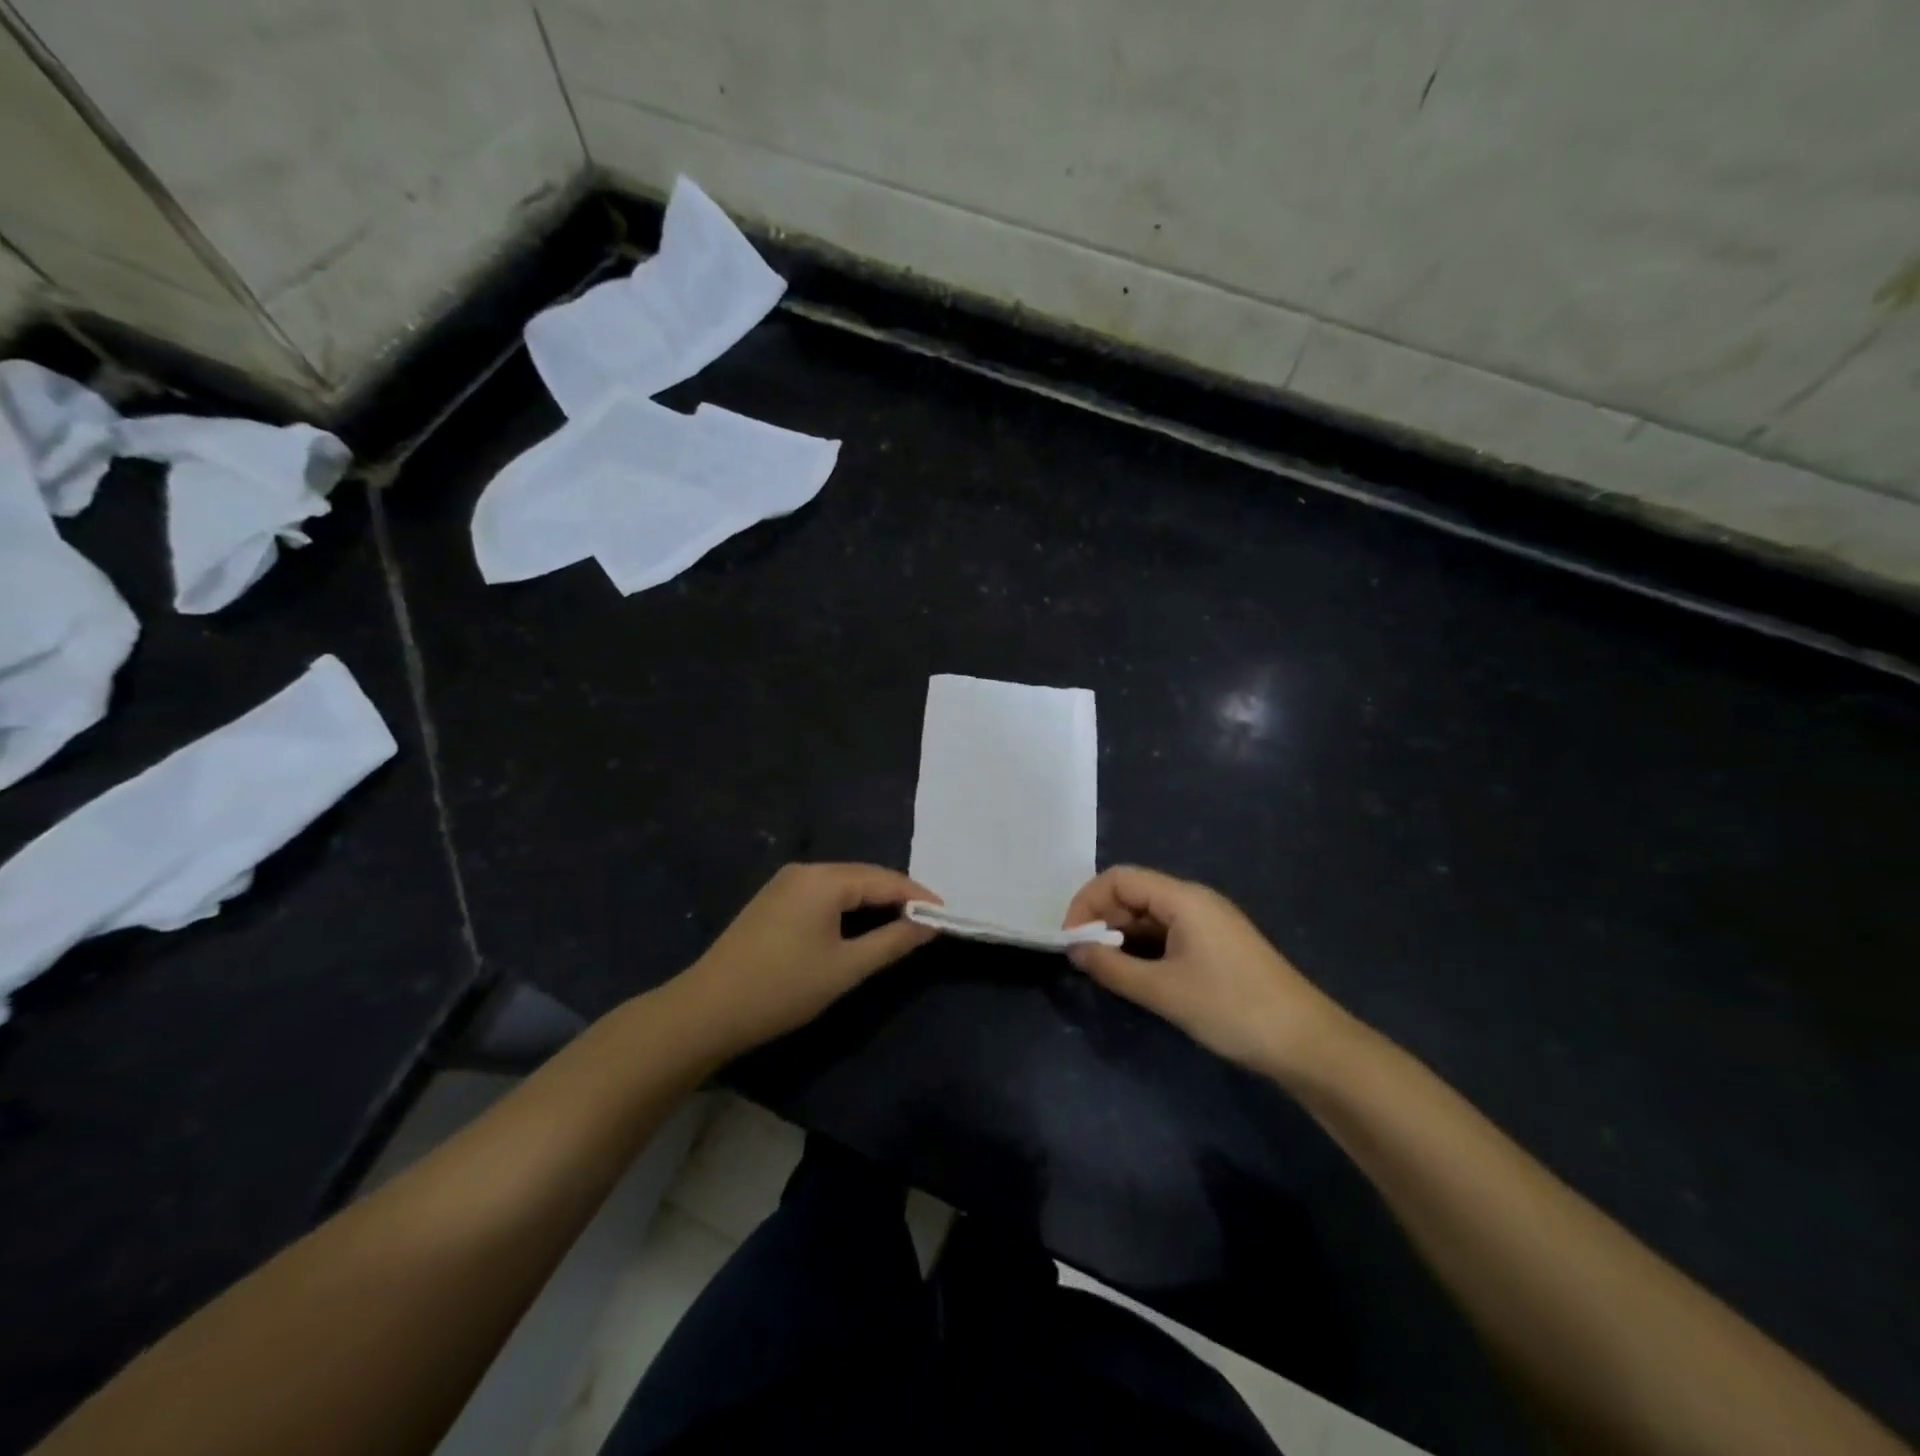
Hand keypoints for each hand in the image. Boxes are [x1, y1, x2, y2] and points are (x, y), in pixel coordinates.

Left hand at [677, 863, 939, 1052]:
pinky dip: (848, 906)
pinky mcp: (773, 900)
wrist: (707, 1010)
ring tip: (902, 924)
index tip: (946, 914)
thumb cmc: (783, 988)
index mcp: (824, 879)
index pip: (884, 879)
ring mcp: (785, 883)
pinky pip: (823, 894)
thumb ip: (892, 942)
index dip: (918, 895)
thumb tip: (930, 923)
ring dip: (873, 902)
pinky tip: (860, 925)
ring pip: (843, 885)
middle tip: (928, 920)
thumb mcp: (846, 968)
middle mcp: (805, 870)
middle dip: (897, 896)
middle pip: (863, 876)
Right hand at [1063, 866, 1351, 1082]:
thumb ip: (1113, 968)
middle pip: (1134, 893)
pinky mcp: (1217, 945)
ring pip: (1151, 915)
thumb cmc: (1231, 1008)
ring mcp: (1209, 923)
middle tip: (1083, 958)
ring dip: (1122, 936)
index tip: (1070, 940)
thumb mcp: (1164, 991)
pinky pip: (1169, 933)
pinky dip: (1145, 948)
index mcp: (1183, 898)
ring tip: (1105, 969)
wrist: (1306, 1043)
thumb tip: (1074, 951)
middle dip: (1102, 919)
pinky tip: (1137, 975)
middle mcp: (1195, 901)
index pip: (1119, 879)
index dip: (1087, 903)